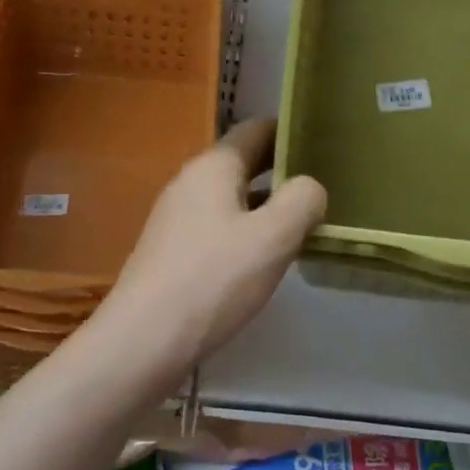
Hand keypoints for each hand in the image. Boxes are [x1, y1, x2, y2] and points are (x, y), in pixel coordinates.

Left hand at [84, 120, 326, 397]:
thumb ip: (302, 201)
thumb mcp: (273, 237)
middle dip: (283, 171)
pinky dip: (246, 230)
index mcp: (214, 166)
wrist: (143, 340)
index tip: (326, 144)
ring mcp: (177, 216)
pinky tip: (265, 257)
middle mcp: (191, 181)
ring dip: (267, 204)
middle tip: (326, 186)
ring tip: (305, 222)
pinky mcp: (173, 249)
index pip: (257, 129)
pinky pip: (218, 225)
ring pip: (232, 197)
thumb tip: (310, 187)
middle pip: (244, 162)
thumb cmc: (213, 279)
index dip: (292, 132)